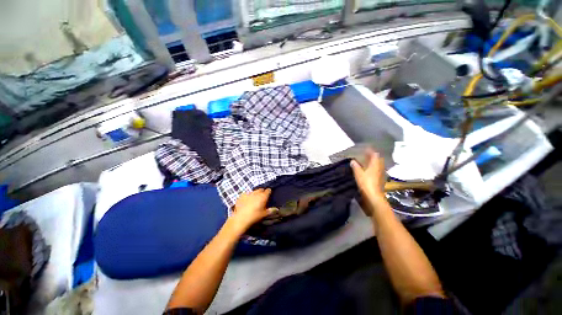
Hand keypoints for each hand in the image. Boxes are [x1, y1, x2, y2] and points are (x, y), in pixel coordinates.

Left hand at [230, 188, 274, 231]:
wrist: (241, 218)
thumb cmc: (254, 216)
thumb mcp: (264, 214)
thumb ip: (270, 210)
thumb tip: (276, 209)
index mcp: (263, 196)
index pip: (268, 191)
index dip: (268, 192)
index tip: (268, 194)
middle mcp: (256, 193)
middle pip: (260, 190)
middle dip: (262, 192)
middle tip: (261, 197)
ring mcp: (248, 193)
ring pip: (253, 191)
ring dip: (255, 194)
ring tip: (254, 199)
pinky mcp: (242, 196)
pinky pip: (246, 194)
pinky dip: (247, 196)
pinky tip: (246, 201)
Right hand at [351, 149, 385, 205]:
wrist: (373, 196)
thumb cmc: (366, 183)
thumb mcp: (358, 174)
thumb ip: (355, 166)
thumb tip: (352, 161)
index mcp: (375, 165)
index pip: (375, 155)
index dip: (371, 151)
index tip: (366, 148)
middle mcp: (379, 169)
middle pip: (377, 160)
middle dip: (372, 156)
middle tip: (365, 154)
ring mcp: (380, 175)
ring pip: (377, 166)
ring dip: (372, 162)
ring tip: (365, 161)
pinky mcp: (379, 180)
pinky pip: (376, 171)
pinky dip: (372, 168)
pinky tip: (367, 170)